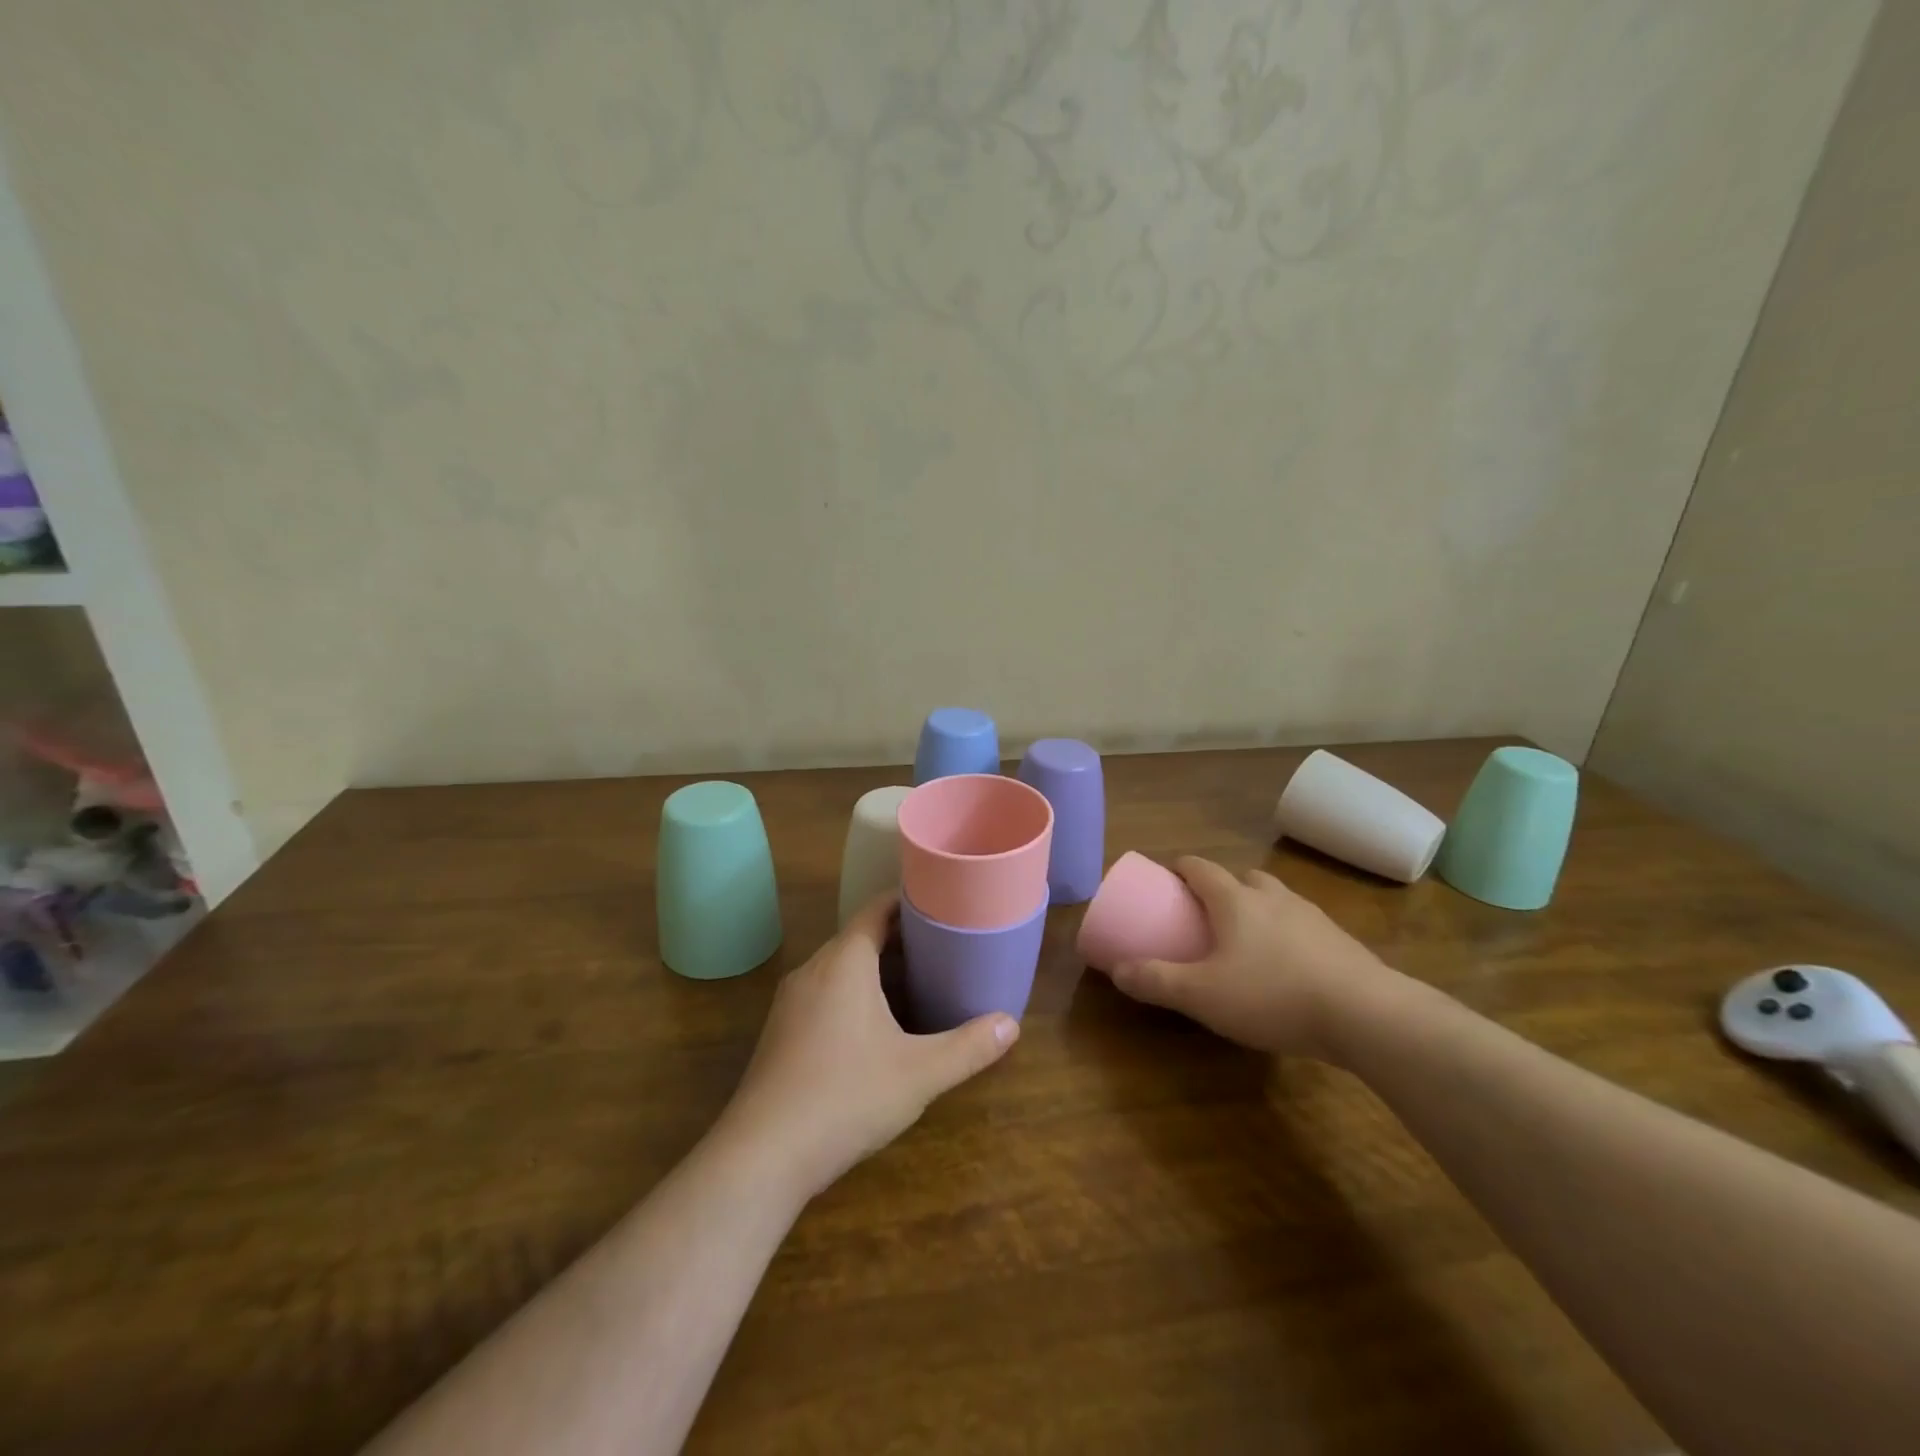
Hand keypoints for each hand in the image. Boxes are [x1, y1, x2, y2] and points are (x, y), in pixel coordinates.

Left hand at [716, 894, 1018, 1198]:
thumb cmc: (846, 1097)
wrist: (762, 1155)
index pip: (876, 909)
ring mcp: (792, 1002)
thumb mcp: (919, 1073)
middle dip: (899, 936)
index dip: (908, 900)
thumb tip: (1011, 1024)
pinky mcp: (781, 1032)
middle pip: (859, 936)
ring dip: (875, 966)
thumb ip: (968, 1047)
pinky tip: (876, 1024)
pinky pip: (824, 992)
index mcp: (844, 961)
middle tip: (943, 943)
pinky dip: (853, 991)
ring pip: (840, 967)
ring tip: (918, 979)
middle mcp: (813, 970)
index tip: (942, 902)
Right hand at [1107, 856, 1392, 1059]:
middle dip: (1223, 887)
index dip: (1181, 867)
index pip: (1201, 867)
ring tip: (1248, 940)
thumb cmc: (1272, 994)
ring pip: (1277, 900)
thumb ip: (1157, 981)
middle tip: (1208, 911)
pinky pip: (1304, 927)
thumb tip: (1118, 971)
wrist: (1366, 1015)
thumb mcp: (1202, 995)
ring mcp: (1312, 917)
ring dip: (1259, 908)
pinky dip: (1288, 935)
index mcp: (1236, 900)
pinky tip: (1287, 968)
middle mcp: (1274, 898)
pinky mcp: (1342, 942)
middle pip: (1244, 877)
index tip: (1168, 875)